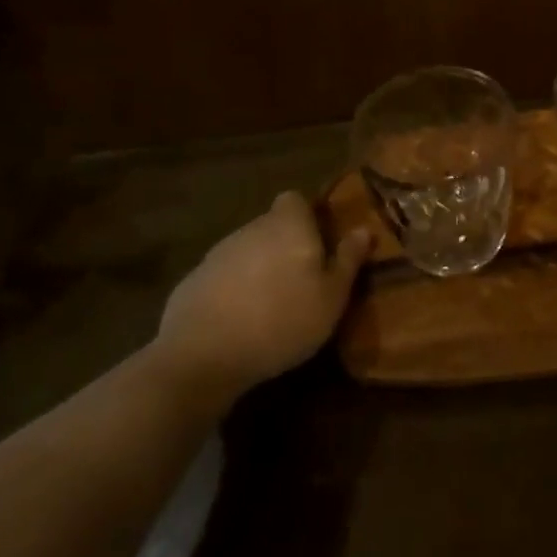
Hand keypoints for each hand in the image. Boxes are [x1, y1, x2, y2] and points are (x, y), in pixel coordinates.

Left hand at [152, 191, 370, 406]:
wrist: (202, 356)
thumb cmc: (282, 320)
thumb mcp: (331, 297)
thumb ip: (348, 260)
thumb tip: (364, 230)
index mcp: (288, 224)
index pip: (295, 200)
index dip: (306, 217)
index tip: (318, 244)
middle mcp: (252, 228)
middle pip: (272, 226)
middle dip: (285, 246)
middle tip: (300, 281)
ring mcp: (218, 253)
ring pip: (248, 251)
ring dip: (259, 269)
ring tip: (270, 305)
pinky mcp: (192, 281)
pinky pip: (222, 277)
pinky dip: (232, 291)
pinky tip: (238, 322)